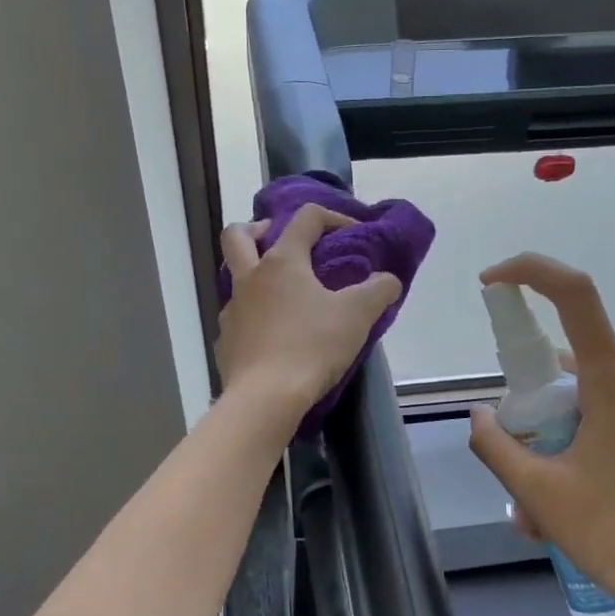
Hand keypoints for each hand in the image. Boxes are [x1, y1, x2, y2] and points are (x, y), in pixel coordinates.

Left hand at [216, 204, 403, 425]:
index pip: (305, 218)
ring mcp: (232, 310)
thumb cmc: (312, 346)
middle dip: (259, 229)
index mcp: (282, 261)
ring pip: (234, 277)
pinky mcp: (226, 342)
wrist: (265, 397)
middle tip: (282, 242)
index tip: (354, 234)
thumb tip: (388, 280)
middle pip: (237, 235)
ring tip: (284, 294)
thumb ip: (378, 290)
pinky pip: (237, 318)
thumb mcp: (357, 315)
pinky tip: (273, 335)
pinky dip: (254, 317)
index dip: (333, 217)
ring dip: (255, 275)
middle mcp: (249, 278)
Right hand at [466, 254, 614, 615]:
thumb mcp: (537, 492)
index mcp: (614, 383)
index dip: (530, 273)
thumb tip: (480, 416)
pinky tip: (564, 509)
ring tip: (538, 514)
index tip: (491, 282)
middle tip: (516, 474)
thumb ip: (495, 446)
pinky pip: (601, 423)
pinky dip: (572, 453)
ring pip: (579, 404)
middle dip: (528, 413)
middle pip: (565, 367)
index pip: (575, 295)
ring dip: (548, 445)